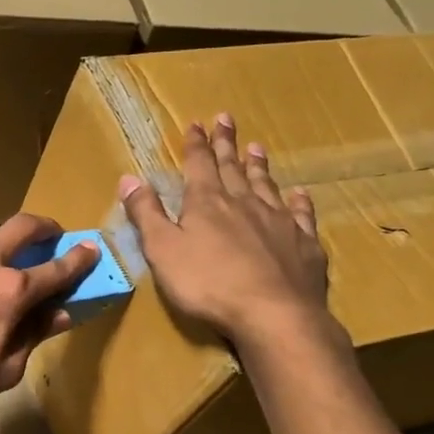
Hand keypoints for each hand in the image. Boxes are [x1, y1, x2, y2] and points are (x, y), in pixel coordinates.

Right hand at [119, 114, 334, 342]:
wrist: (274, 314)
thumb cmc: (208, 284)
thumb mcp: (162, 250)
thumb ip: (146, 214)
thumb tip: (129, 178)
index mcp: (207, 204)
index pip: (199, 165)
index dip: (196, 144)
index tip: (196, 123)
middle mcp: (244, 203)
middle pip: (233, 168)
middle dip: (226, 144)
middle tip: (226, 119)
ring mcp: (278, 222)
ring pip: (266, 185)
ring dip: (258, 166)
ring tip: (256, 147)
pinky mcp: (303, 244)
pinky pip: (301, 214)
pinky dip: (299, 201)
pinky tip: (299, 193)